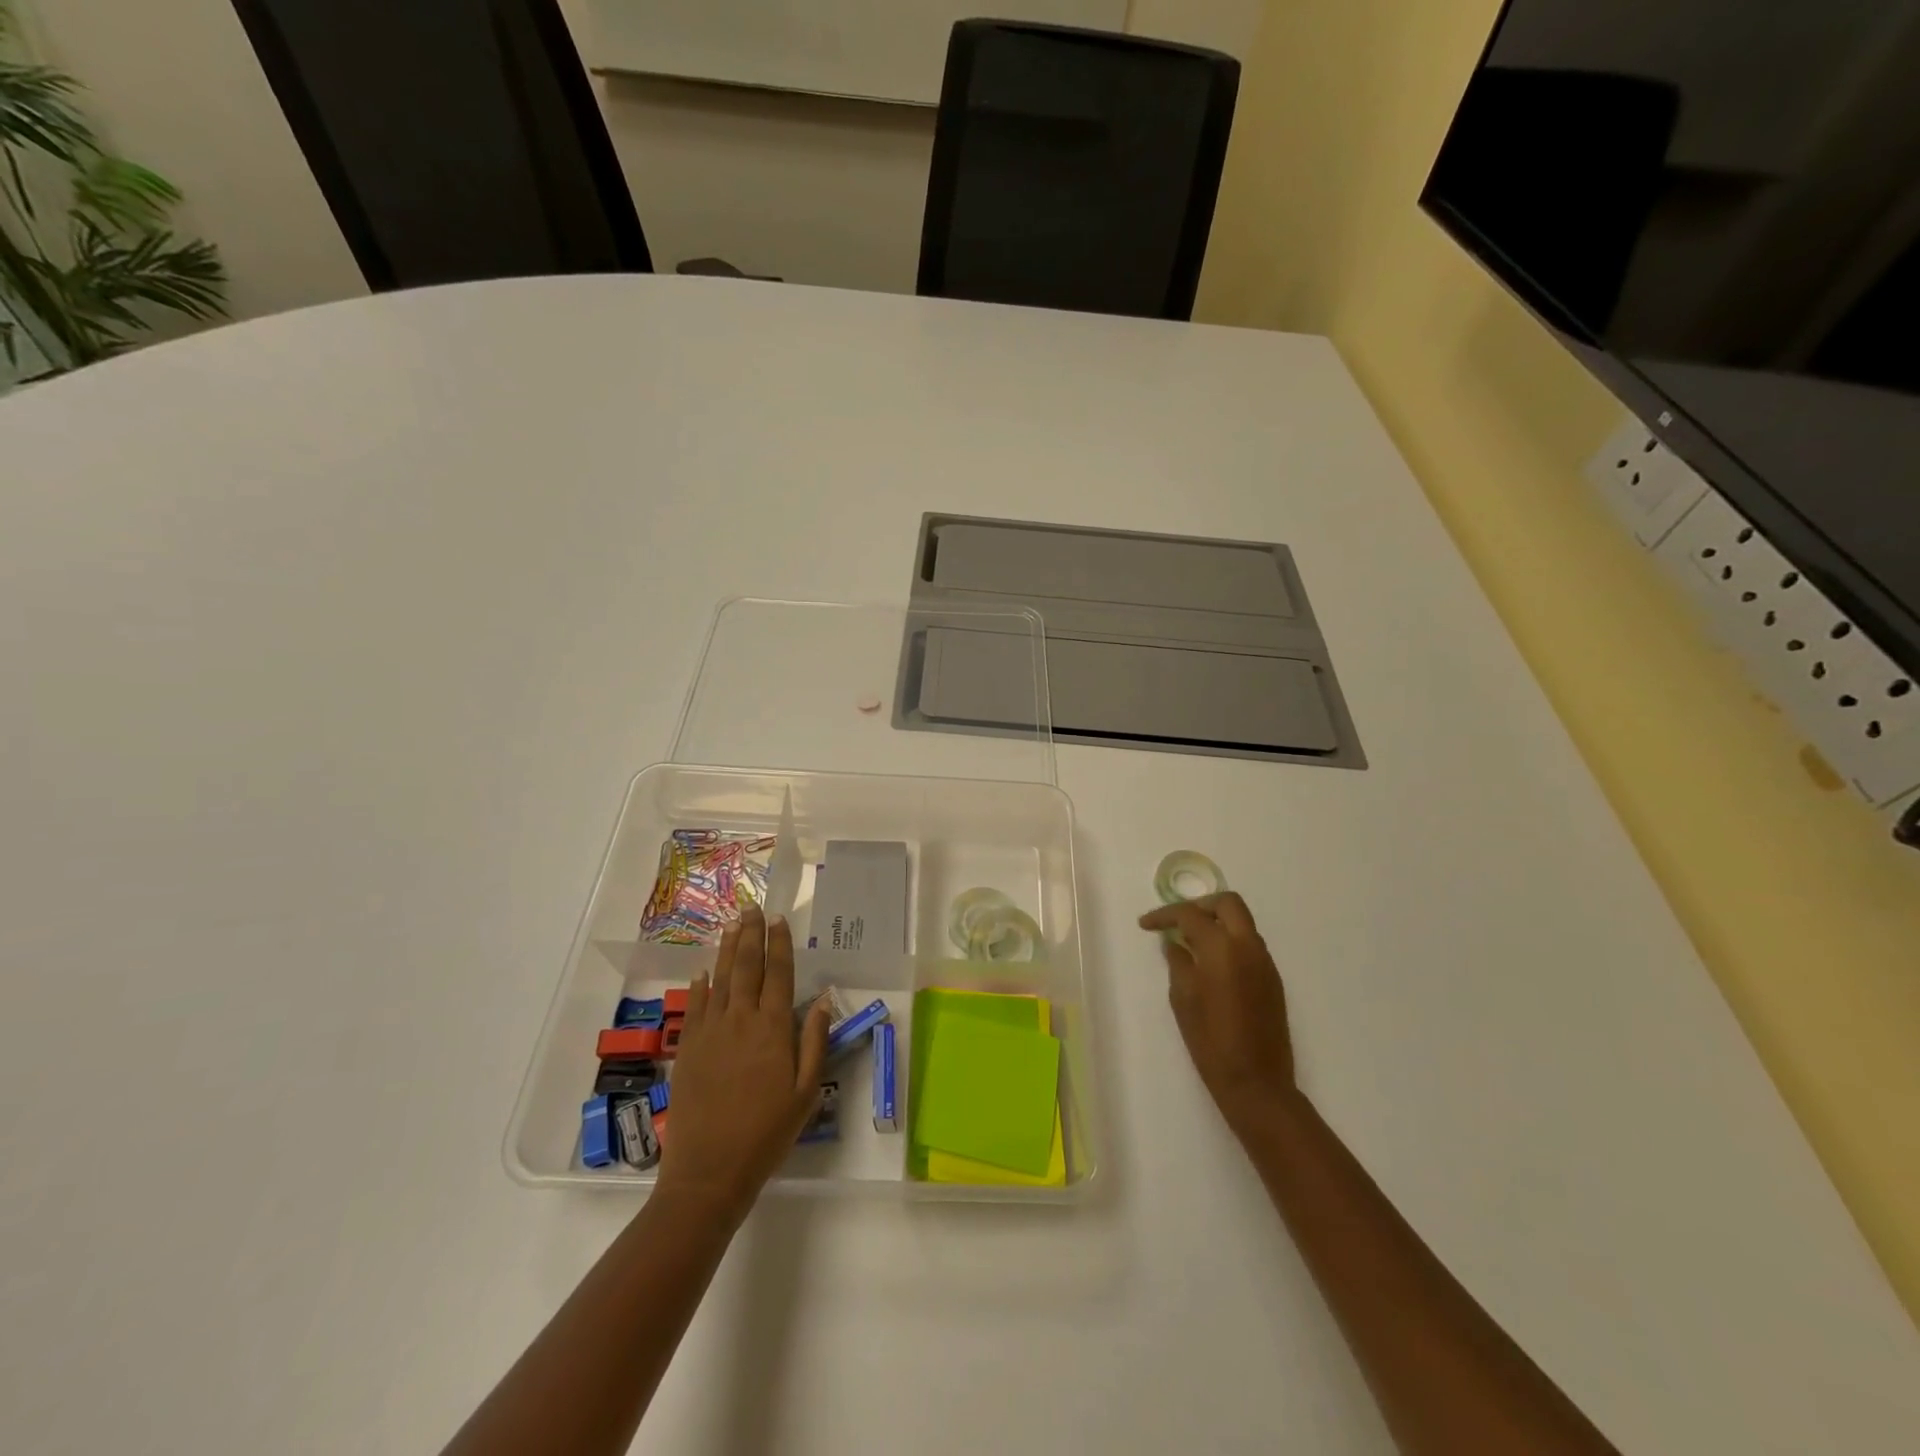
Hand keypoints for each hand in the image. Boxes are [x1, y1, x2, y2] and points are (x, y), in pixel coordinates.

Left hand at [656, 908, 829, 1224]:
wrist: (709, 1170)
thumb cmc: (767, 1133)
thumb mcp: (806, 1092)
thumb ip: (815, 1042)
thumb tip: (822, 1000)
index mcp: (773, 1029)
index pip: (779, 974)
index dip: (779, 944)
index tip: (779, 920)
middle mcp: (741, 1019)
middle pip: (747, 966)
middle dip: (751, 935)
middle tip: (752, 908)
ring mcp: (710, 1031)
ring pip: (720, 979)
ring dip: (727, 949)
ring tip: (732, 924)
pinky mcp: (688, 1048)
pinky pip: (695, 1006)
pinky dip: (700, 985)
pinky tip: (703, 971)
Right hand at [1140, 893, 1296, 1135]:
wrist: (1257, 1083)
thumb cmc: (1211, 1041)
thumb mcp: (1183, 998)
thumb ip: (1178, 962)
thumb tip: (1175, 944)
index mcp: (1223, 948)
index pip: (1190, 914)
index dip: (1164, 915)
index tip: (1146, 925)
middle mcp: (1249, 946)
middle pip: (1227, 903)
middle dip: (1200, 906)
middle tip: (1177, 922)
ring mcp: (1265, 962)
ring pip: (1241, 922)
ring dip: (1216, 922)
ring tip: (1190, 943)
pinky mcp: (1273, 979)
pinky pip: (1249, 944)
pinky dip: (1229, 941)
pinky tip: (1210, 963)